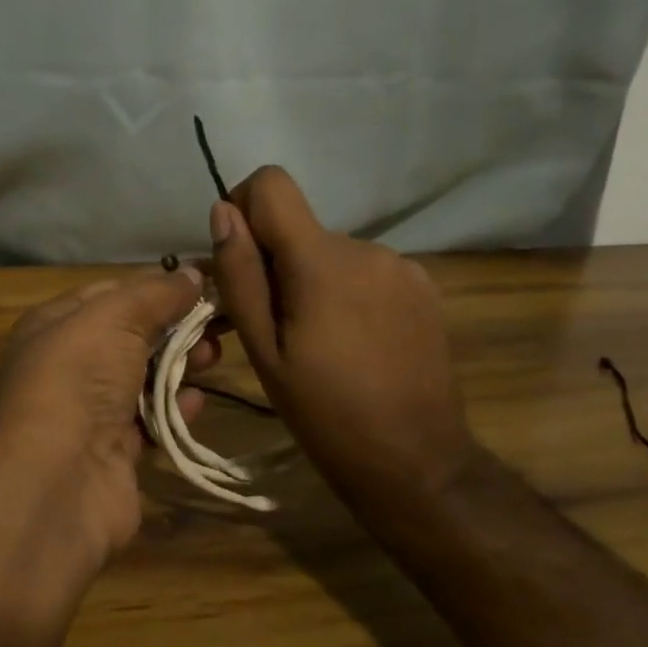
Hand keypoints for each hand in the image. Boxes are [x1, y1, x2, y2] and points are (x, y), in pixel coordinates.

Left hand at [0, 267, 218, 560]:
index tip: (204, 283)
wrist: (55, 479)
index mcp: (57, 324)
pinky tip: (196, 402)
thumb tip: (193, 273)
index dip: (157, 286)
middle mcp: (70, 365)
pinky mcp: (113, 453)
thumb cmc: (78, 378)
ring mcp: (90, 411)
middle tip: (219, 325)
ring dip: (179, 366)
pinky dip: (174, 410)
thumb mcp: (114, 317)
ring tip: (213, 358)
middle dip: (175, 327)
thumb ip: (155, 293)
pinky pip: (150, 422)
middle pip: (132, 336)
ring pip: (144, 379)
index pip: (113, 293)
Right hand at [208, 166, 472, 491]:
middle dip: (277, 263)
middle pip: (300, 228)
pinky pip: (366, 271)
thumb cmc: (325, 413)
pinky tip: (355, 342)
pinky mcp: (424, 287)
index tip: (238, 258)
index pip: (272, 184)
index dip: (244, 207)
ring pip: (332, 252)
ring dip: (314, 281)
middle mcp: (365, 247)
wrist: (416, 463)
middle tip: (272, 326)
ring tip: (318, 342)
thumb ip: (240, 274)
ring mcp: (402, 266)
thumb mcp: (264, 350)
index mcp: (321, 259)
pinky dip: (348, 292)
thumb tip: (222, 210)